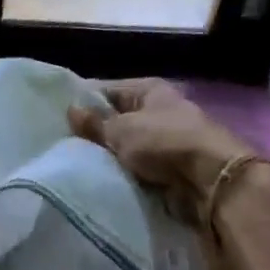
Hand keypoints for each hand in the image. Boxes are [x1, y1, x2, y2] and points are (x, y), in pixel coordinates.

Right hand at [68, 78, 248, 221]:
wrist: (210, 180)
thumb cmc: (163, 142)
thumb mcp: (121, 130)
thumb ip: (94, 123)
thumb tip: (71, 109)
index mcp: (149, 89)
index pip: (107, 91)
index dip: (84, 103)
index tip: (59, 119)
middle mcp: (159, 110)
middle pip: (118, 119)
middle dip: (95, 133)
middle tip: (64, 145)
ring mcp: (167, 139)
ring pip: (127, 146)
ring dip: (110, 156)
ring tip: (79, 164)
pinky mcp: (171, 166)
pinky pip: (139, 167)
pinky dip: (126, 172)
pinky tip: (104, 179)